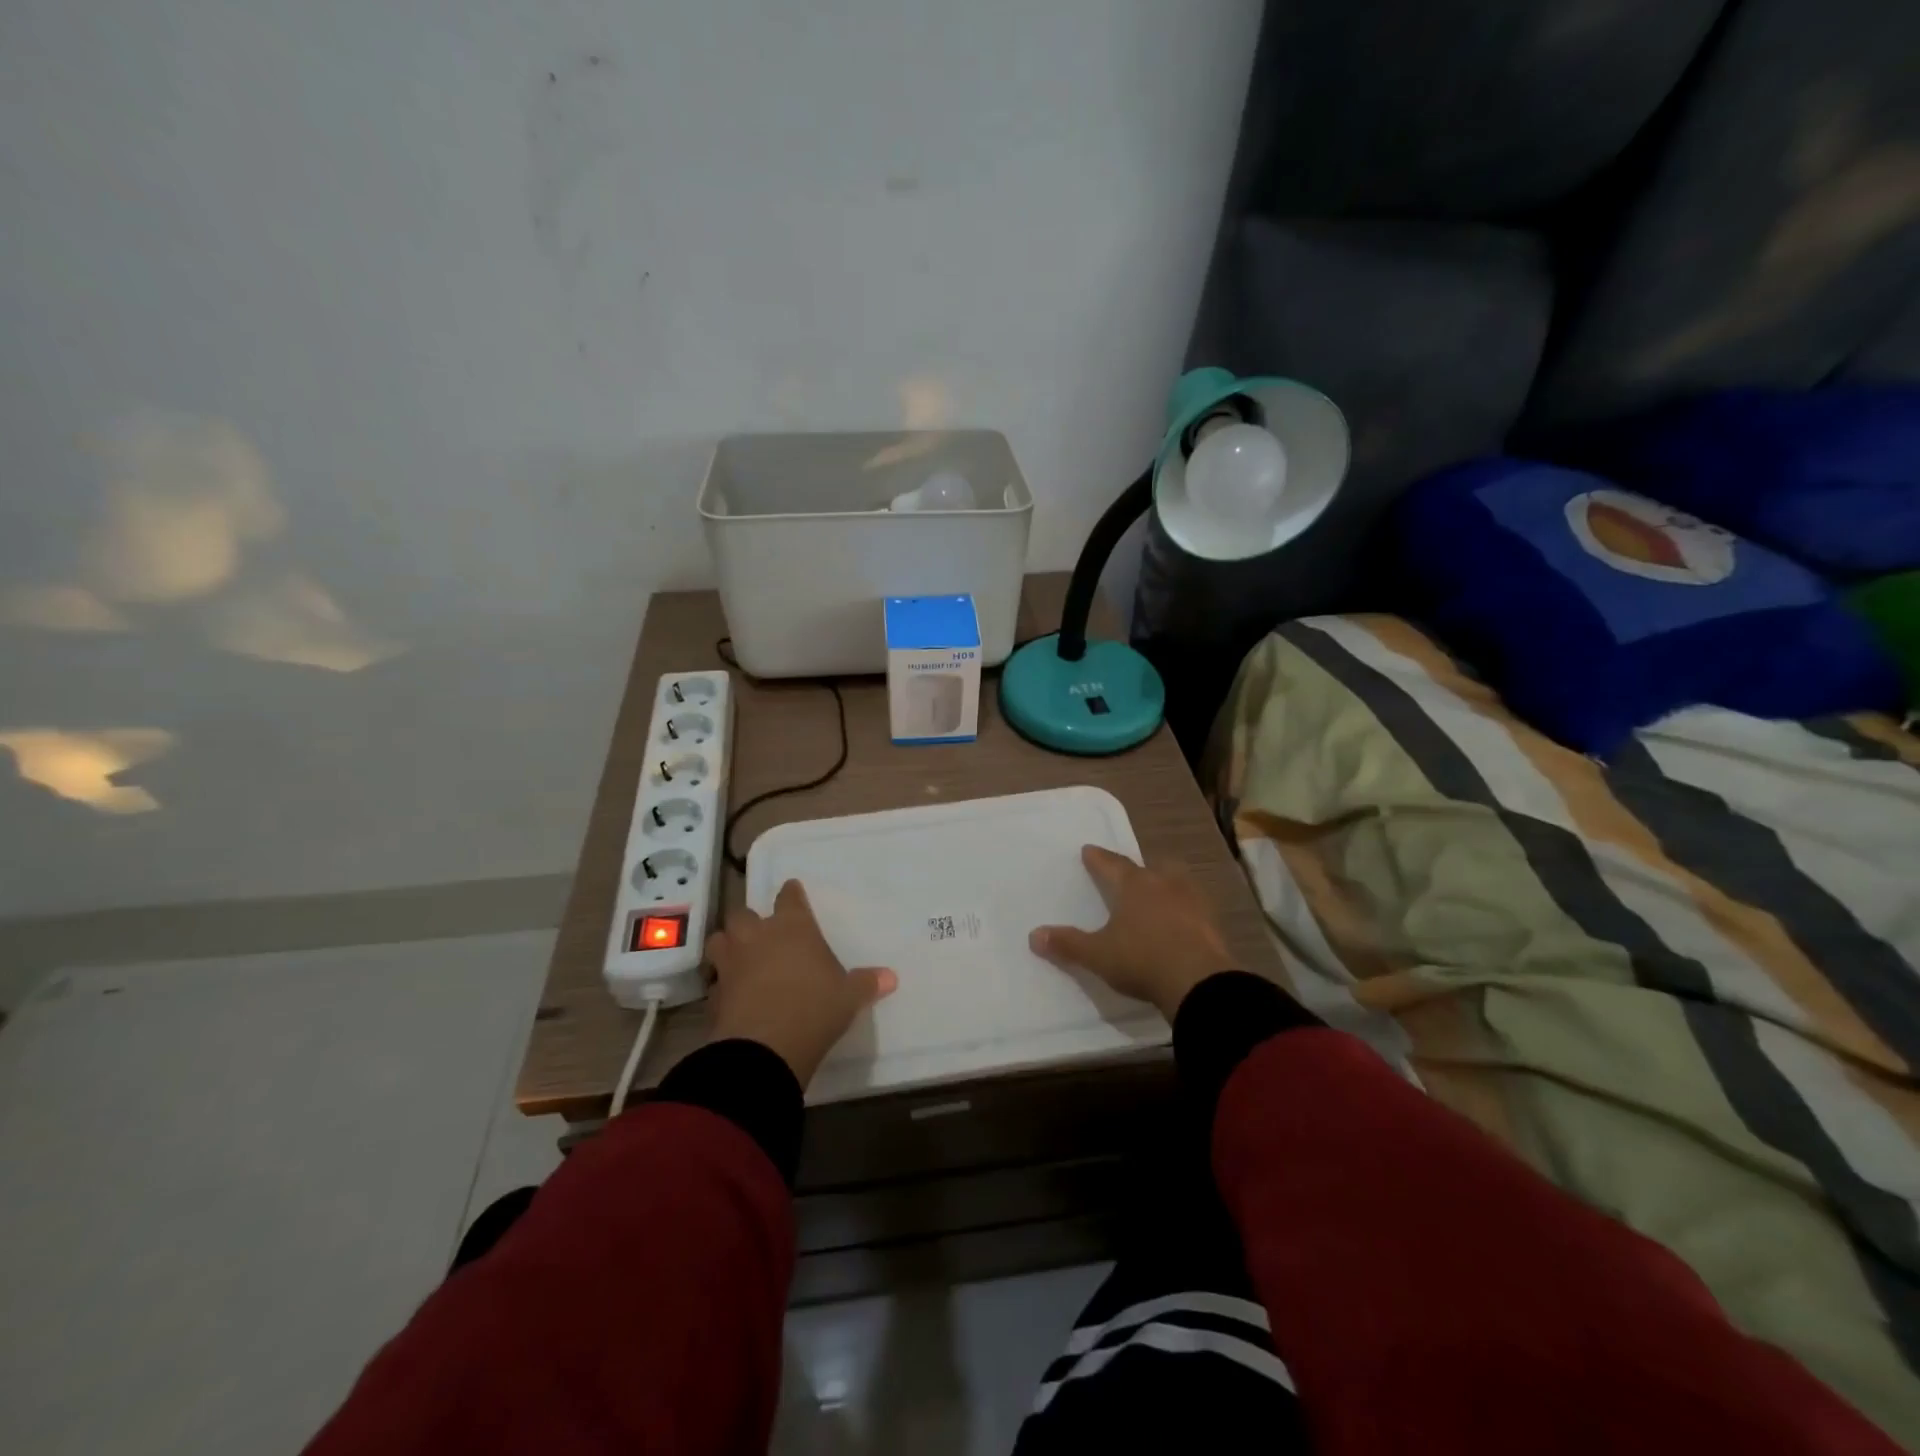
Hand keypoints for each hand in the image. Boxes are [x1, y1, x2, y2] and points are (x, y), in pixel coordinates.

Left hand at [707, 880, 897, 1087]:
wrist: (764, 1049)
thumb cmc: (814, 1008)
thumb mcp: (848, 998)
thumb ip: (866, 983)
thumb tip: (891, 977)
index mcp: (792, 927)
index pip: (789, 897)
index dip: (791, 894)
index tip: (792, 891)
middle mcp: (757, 936)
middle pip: (744, 914)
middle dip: (750, 921)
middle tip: (762, 933)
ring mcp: (731, 963)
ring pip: (720, 940)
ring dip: (728, 945)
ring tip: (739, 957)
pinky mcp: (714, 993)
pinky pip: (716, 980)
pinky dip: (723, 983)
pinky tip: (733, 995)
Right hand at [1029, 845, 1235, 1019]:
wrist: (1200, 982)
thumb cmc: (1142, 960)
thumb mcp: (1098, 955)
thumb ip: (1068, 944)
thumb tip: (1033, 935)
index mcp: (1134, 885)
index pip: (1111, 864)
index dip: (1098, 859)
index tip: (1088, 850)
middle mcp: (1164, 884)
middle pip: (1152, 867)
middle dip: (1140, 869)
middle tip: (1132, 873)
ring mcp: (1193, 901)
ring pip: (1178, 882)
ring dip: (1167, 885)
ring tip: (1159, 894)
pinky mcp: (1212, 923)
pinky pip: (1194, 907)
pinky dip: (1185, 910)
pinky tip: (1181, 922)